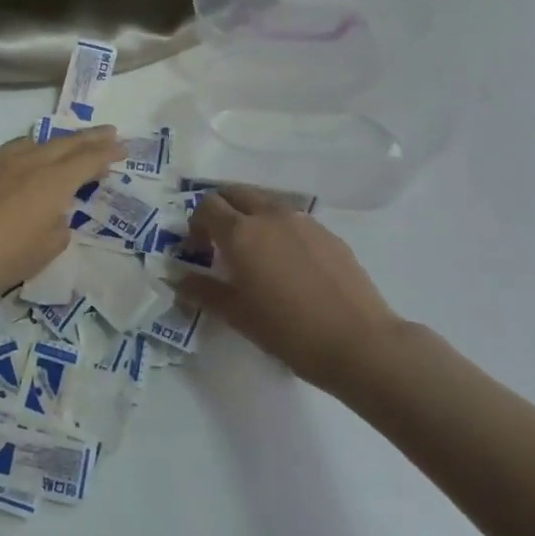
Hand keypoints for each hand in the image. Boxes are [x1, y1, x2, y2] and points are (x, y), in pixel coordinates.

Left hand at [0, 127, 121, 300]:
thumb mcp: (40, 253)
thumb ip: (56, 231)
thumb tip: (55, 217)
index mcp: (53, 181)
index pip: (89, 160)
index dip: (108, 153)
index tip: (123, 147)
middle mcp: (28, 161)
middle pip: (65, 143)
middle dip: (89, 138)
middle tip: (108, 131)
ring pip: (32, 143)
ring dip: (54, 143)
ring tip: (63, 146)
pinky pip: (6, 154)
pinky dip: (23, 156)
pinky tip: (17, 167)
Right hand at [175, 188, 404, 389]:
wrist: (358, 342)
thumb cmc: (288, 331)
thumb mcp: (237, 315)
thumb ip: (202, 291)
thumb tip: (176, 279)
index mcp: (242, 233)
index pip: (207, 206)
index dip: (196, 224)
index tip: (198, 251)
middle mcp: (270, 216)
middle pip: (236, 193)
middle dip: (222, 210)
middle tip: (220, 242)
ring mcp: (303, 221)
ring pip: (267, 204)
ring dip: (252, 218)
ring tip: (256, 255)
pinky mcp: (328, 234)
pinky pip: (293, 221)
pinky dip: (280, 231)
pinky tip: (290, 267)